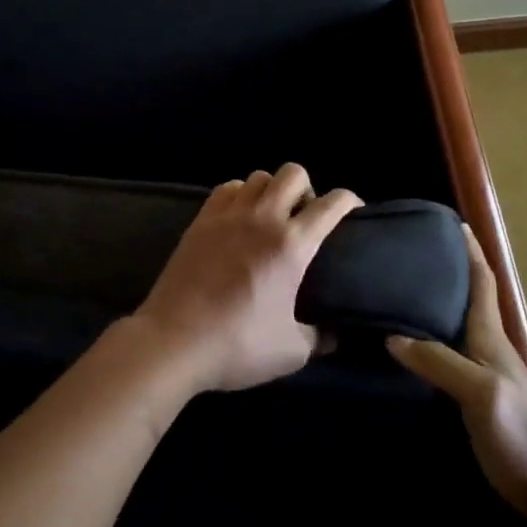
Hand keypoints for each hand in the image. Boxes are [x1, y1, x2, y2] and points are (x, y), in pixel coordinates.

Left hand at [132, 163, 361, 393]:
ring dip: (272, 190)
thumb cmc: (237, 346)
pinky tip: (239, 218)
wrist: (173, 342)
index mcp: (291, 245)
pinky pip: (227, 188)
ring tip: (271, 216)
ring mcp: (227, 215)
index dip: (349, 201)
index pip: (331, 204)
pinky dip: (240, 194)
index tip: (354, 212)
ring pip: (258, 176)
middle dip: (308, 188)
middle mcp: (262, 219)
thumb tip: (332, 333)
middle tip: (306, 217)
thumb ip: (318, 337)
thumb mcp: (292, 352)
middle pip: (293, 174)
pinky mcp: (200, 221)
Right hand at [387, 224, 526, 512]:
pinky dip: (428, 337)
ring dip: (436, 302)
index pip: (482, 282)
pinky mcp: (472, 395)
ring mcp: (482, 372)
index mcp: (490, 336)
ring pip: (454, 325)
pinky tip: (406, 343)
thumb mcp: (480, 391)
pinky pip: (445, 353)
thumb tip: (392, 337)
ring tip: (401, 289)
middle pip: (467, 298)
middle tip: (412, 253)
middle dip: (448, 270)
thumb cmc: (518, 429)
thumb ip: (439, 361)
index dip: (471, 251)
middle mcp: (486, 346)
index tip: (455, 224)